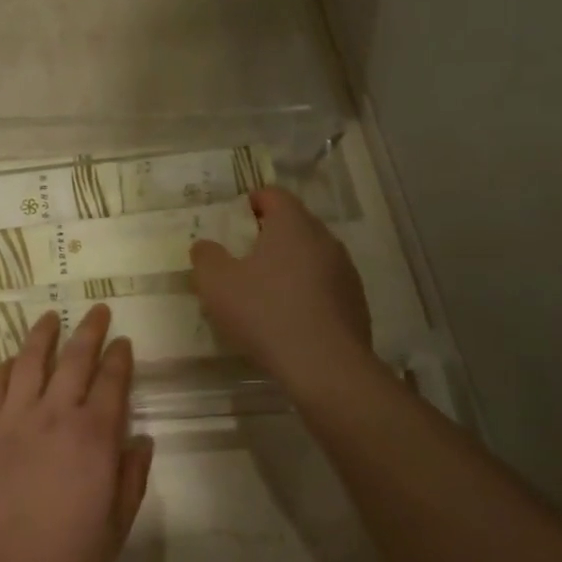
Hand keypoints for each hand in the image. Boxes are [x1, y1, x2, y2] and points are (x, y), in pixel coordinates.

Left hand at [0, 306, 153, 561]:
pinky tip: (12, 360)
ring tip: (51, 316)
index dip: (119, 357)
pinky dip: (5, 367)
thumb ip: (132, 477)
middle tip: (96, 310)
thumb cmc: (64, 555)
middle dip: (89, 330)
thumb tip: (141, 440)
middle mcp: (55, 414)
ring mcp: (14, 418)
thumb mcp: (116, 525)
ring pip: (30, 361)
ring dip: (43, 334)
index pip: (111, 381)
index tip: (123, 341)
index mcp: (94, 436)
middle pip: (75, 359)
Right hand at [190, 188, 374, 390]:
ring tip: (266, 290)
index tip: (235, 217)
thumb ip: (206, 257)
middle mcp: (324, 239)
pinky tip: (289, 318)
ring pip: (312, 256)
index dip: (252, 201)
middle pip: (295, 224)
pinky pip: (325, 286)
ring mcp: (345, 271)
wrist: (325, 367)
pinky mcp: (355, 303)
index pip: (274, 195)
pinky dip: (306, 292)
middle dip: (270, 235)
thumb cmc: (265, 313)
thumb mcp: (217, 284)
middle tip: (243, 255)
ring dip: (290, 265)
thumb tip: (205, 246)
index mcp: (292, 225)